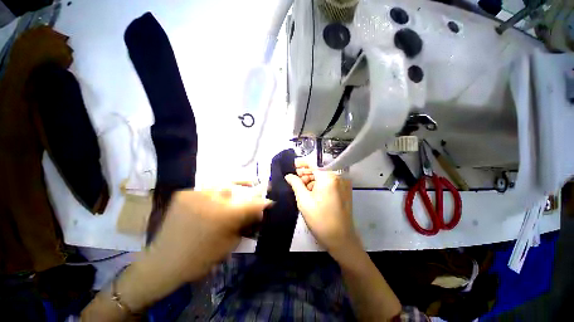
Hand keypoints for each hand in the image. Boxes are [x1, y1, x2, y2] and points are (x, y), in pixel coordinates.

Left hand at [145, 184, 271, 282]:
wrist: (163, 262)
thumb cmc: (200, 258)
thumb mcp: (229, 243)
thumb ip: (245, 224)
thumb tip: (258, 212)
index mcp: (224, 215)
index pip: (252, 204)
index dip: (263, 201)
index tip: (270, 200)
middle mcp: (211, 199)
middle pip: (238, 189)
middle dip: (250, 188)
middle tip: (257, 185)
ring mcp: (196, 193)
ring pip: (223, 184)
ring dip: (235, 185)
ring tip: (244, 183)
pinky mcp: (184, 193)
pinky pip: (208, 188)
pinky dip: (217, 191)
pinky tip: (221, 194)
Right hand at [285, 161, 360, 260]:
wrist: (340, 239)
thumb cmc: (320, 219)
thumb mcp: (303, 200)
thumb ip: (295, 184)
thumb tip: (288, 175)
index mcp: (329, 177)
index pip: (313, 163)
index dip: (300, 163)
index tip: (291, 165)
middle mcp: (338, 177)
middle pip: (318, 169)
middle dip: (305, 173)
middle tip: (293, 179)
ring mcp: (343, 184)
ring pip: (323, 176)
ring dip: (311, 180)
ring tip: (301, 188)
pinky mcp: (344, 191)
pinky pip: (328, 183)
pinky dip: (319, 185)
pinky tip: (310, 192)